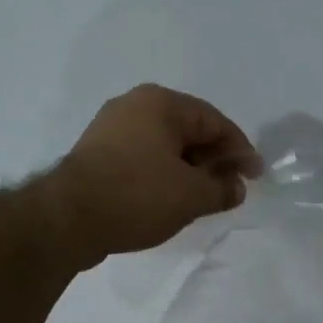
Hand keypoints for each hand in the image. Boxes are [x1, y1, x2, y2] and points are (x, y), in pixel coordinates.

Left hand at [50, 85, 260, 262]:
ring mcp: (110, 129)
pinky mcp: (96, 154)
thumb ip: (222, 189)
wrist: (67, 219)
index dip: (239, 150)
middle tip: (230, 188)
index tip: (255, 176)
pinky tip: (170, 199)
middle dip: (213, 160)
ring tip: (203, 198)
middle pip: (188, 130)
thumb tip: (236, 187)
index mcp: (160, 103)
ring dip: (188, 170)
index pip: (214, 121)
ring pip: (164, 146)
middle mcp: (134, 105)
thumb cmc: (137, 196)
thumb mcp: (191, 196)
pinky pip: (143, 158)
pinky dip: (163, 175)